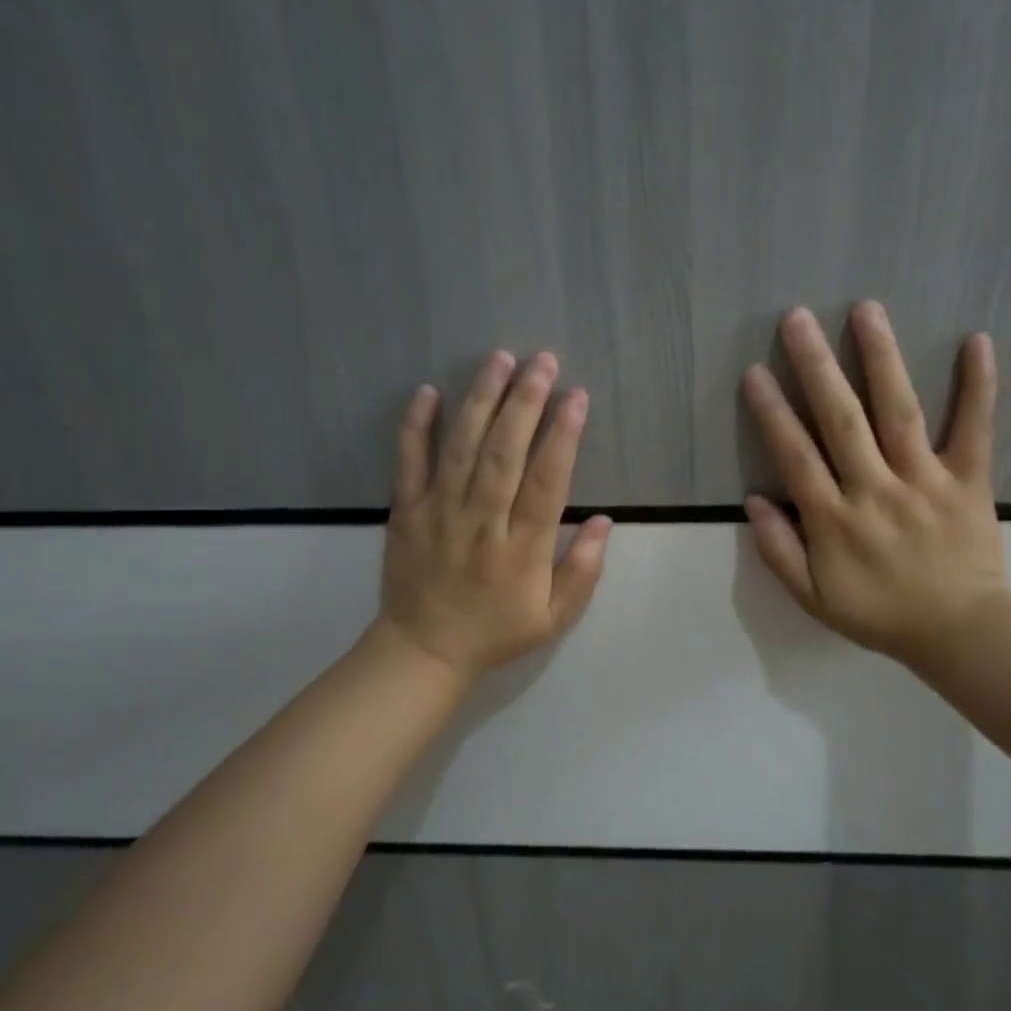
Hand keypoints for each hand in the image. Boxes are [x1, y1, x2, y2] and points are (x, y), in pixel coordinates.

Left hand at [377, 351, 611, 680]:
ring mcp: (438, 512)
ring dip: (480, 400)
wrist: (423, 650)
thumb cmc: (496, 631)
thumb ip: (583, 571)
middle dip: (525, 403)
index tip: (577, 397)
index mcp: (522, 548)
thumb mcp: (553, 618)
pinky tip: (428, 391)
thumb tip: (605, 521)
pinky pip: (408, 463)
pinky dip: (416, 426)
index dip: (563, 437)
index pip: (547, 482)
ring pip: (461, 448)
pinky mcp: (406, 511)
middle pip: (504, 453)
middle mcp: (481, 521)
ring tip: (499, 360)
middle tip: (542, 361)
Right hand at [741, 303, 1006, 668]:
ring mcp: (925, 481)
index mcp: (835, 520)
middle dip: (816, 367)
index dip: (772, 413)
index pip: (796, 456)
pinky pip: (974, 429)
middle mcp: (876, 490)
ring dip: (881, 360)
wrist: (959, 632)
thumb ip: (780, 551)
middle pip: (841, 421)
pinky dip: (977, 387)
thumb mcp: (814, 599)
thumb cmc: (880, 614)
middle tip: (796, 318)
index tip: (755, 371)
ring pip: (899, 413)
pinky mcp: (969, 480)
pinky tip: (976, 341)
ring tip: (866, 310)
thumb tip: (754, 501)